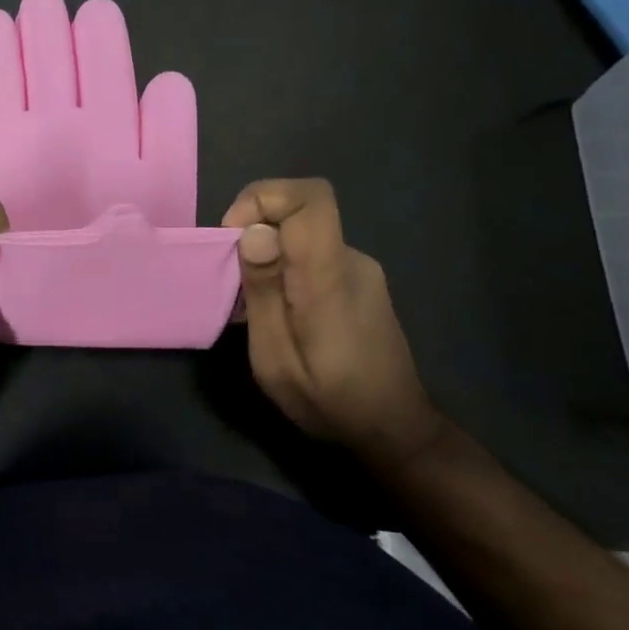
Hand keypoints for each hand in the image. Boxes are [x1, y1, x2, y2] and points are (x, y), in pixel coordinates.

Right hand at [222, 178, 443, 470]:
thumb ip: (263, 292)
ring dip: (266, 255)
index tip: (232, 237)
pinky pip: (312, 254)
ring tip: (250, 306)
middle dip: (253, 231)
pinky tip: (278, 313)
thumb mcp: (277, 359)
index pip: (310, 197)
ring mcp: (360, 269)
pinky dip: (284, 268)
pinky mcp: (360, 281)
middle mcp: (351, 261)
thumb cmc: (329, 402)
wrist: (396, 432)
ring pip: (302, 235)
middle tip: (232, 282)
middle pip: (299, 211)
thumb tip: (252, 231)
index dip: (262, 198)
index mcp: (330, 277)